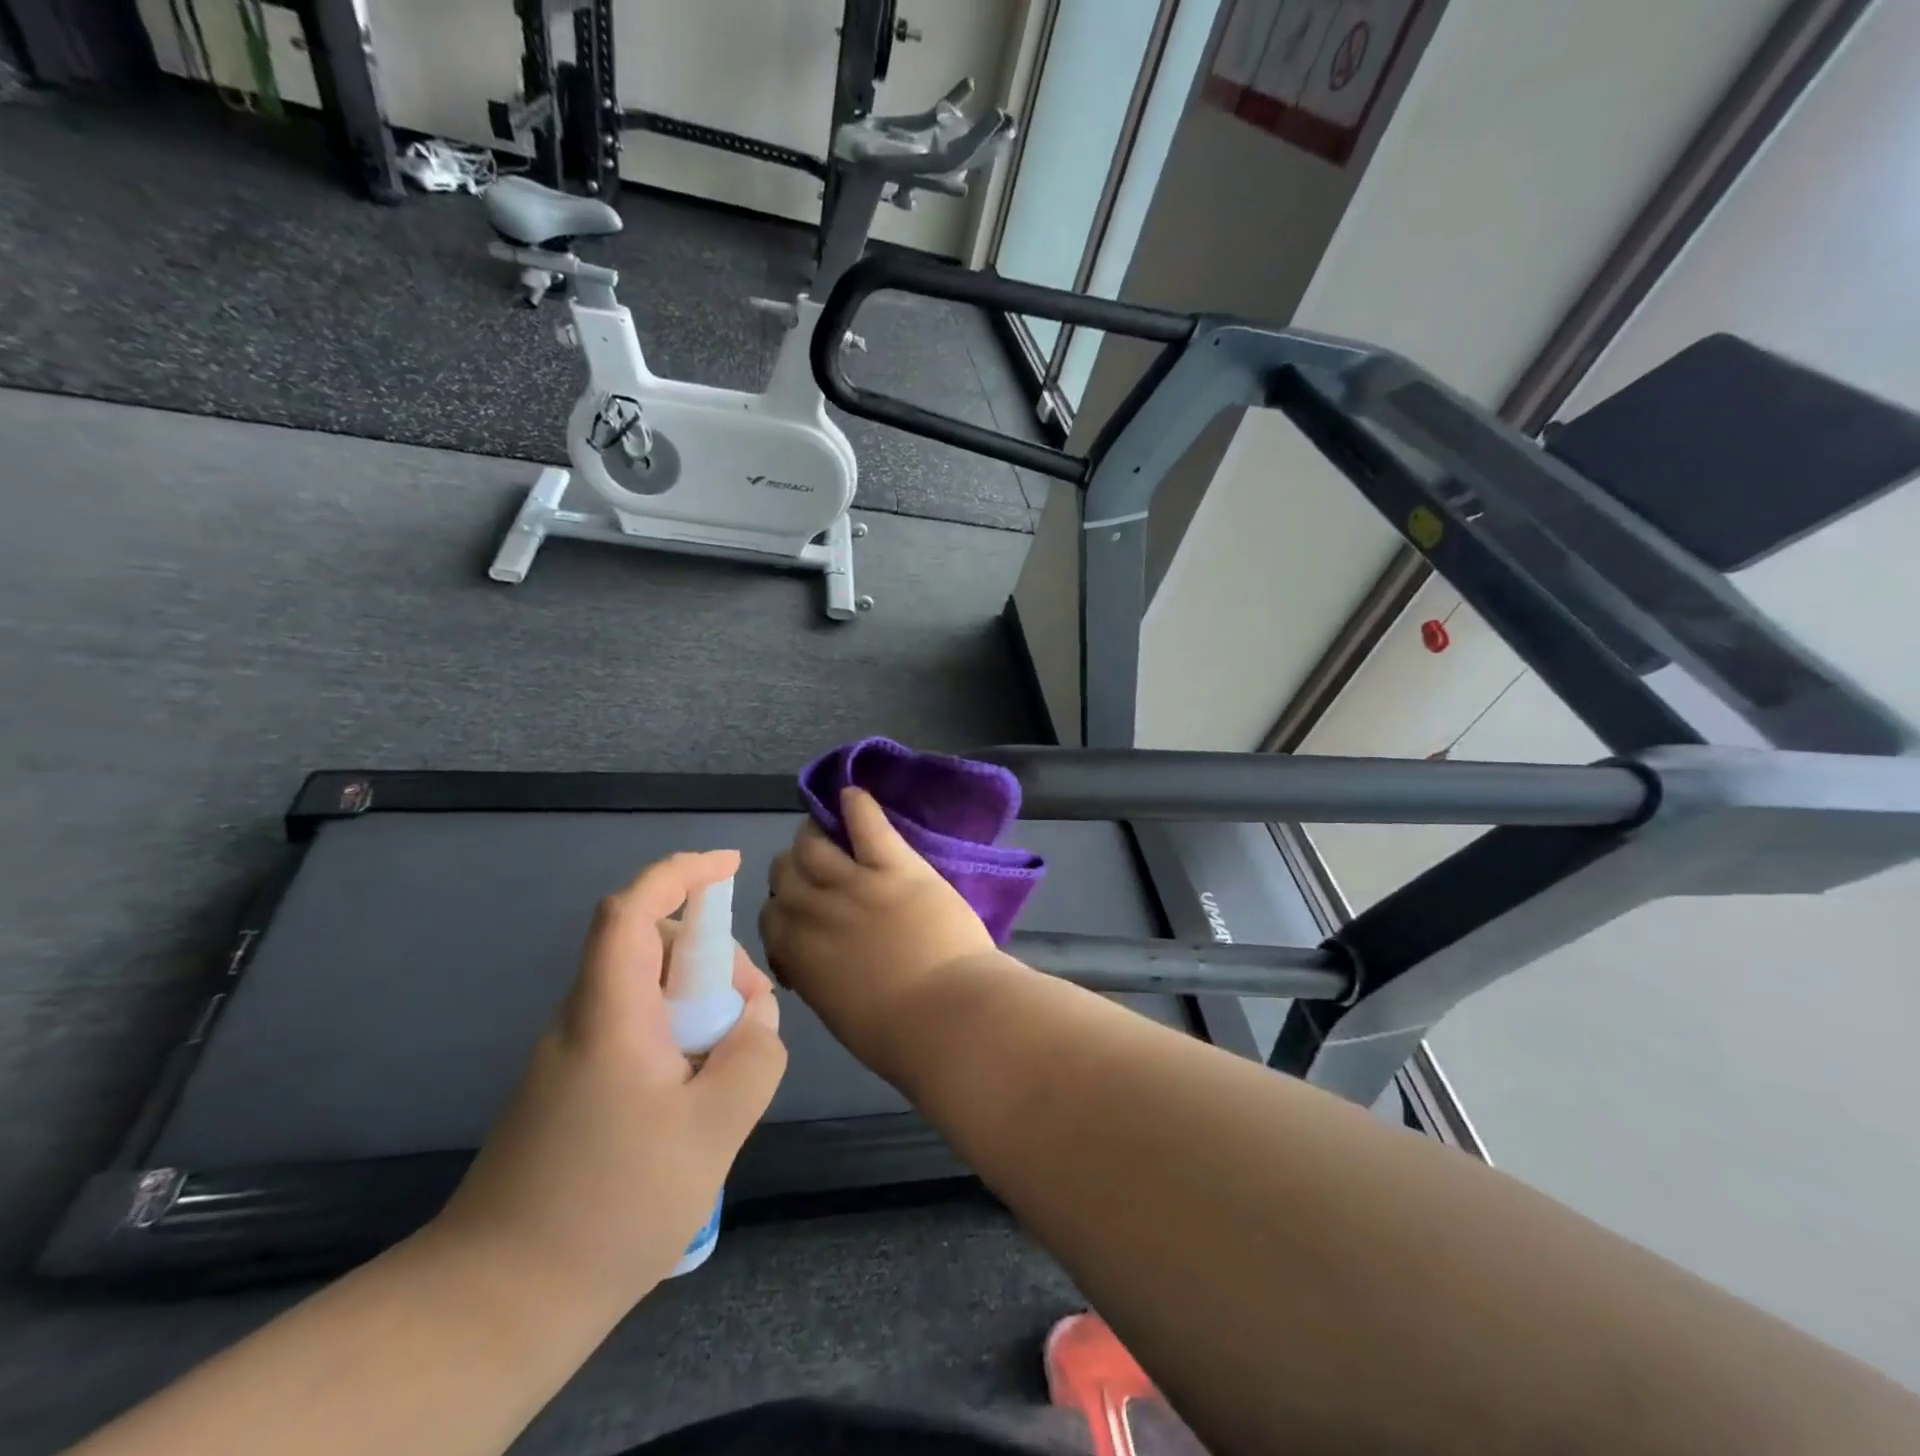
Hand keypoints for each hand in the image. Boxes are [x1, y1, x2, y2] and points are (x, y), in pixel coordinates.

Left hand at [434, 851, 785, 1313]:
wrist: (496, 1304)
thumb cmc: (611, 1206)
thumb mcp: (713, 1130)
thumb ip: (753, 1057)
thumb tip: (756, 1019)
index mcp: (609, 1014)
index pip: (632, 910)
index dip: (680, 872)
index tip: (730, 865)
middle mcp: (583, 1020)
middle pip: (648, 946)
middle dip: (710, 956)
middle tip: (752, 1012)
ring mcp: (572, 1056)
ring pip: (644, 990)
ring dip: (697, 1001)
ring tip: (732, 1062)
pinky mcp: (571, 1089)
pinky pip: (634, 1030)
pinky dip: (677, 1034)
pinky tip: (697, 1095)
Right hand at [761, 787, 998, 1078]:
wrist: (948, 1017)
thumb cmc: (898, 1035)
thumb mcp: (839, 1012)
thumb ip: (821, 977)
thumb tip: (821, 964)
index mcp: (798, 955)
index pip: (770, 915)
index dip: (782, 907)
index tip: (800, 912)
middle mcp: (814, 911)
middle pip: (785, 871)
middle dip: (794, 868)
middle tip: (816, 868)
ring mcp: (854, 883)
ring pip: (813, 844)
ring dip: (816, 834)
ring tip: (828, 829)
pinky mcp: (894, 866)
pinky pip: (867, 824)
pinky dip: (857, 804)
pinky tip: (853, 794)